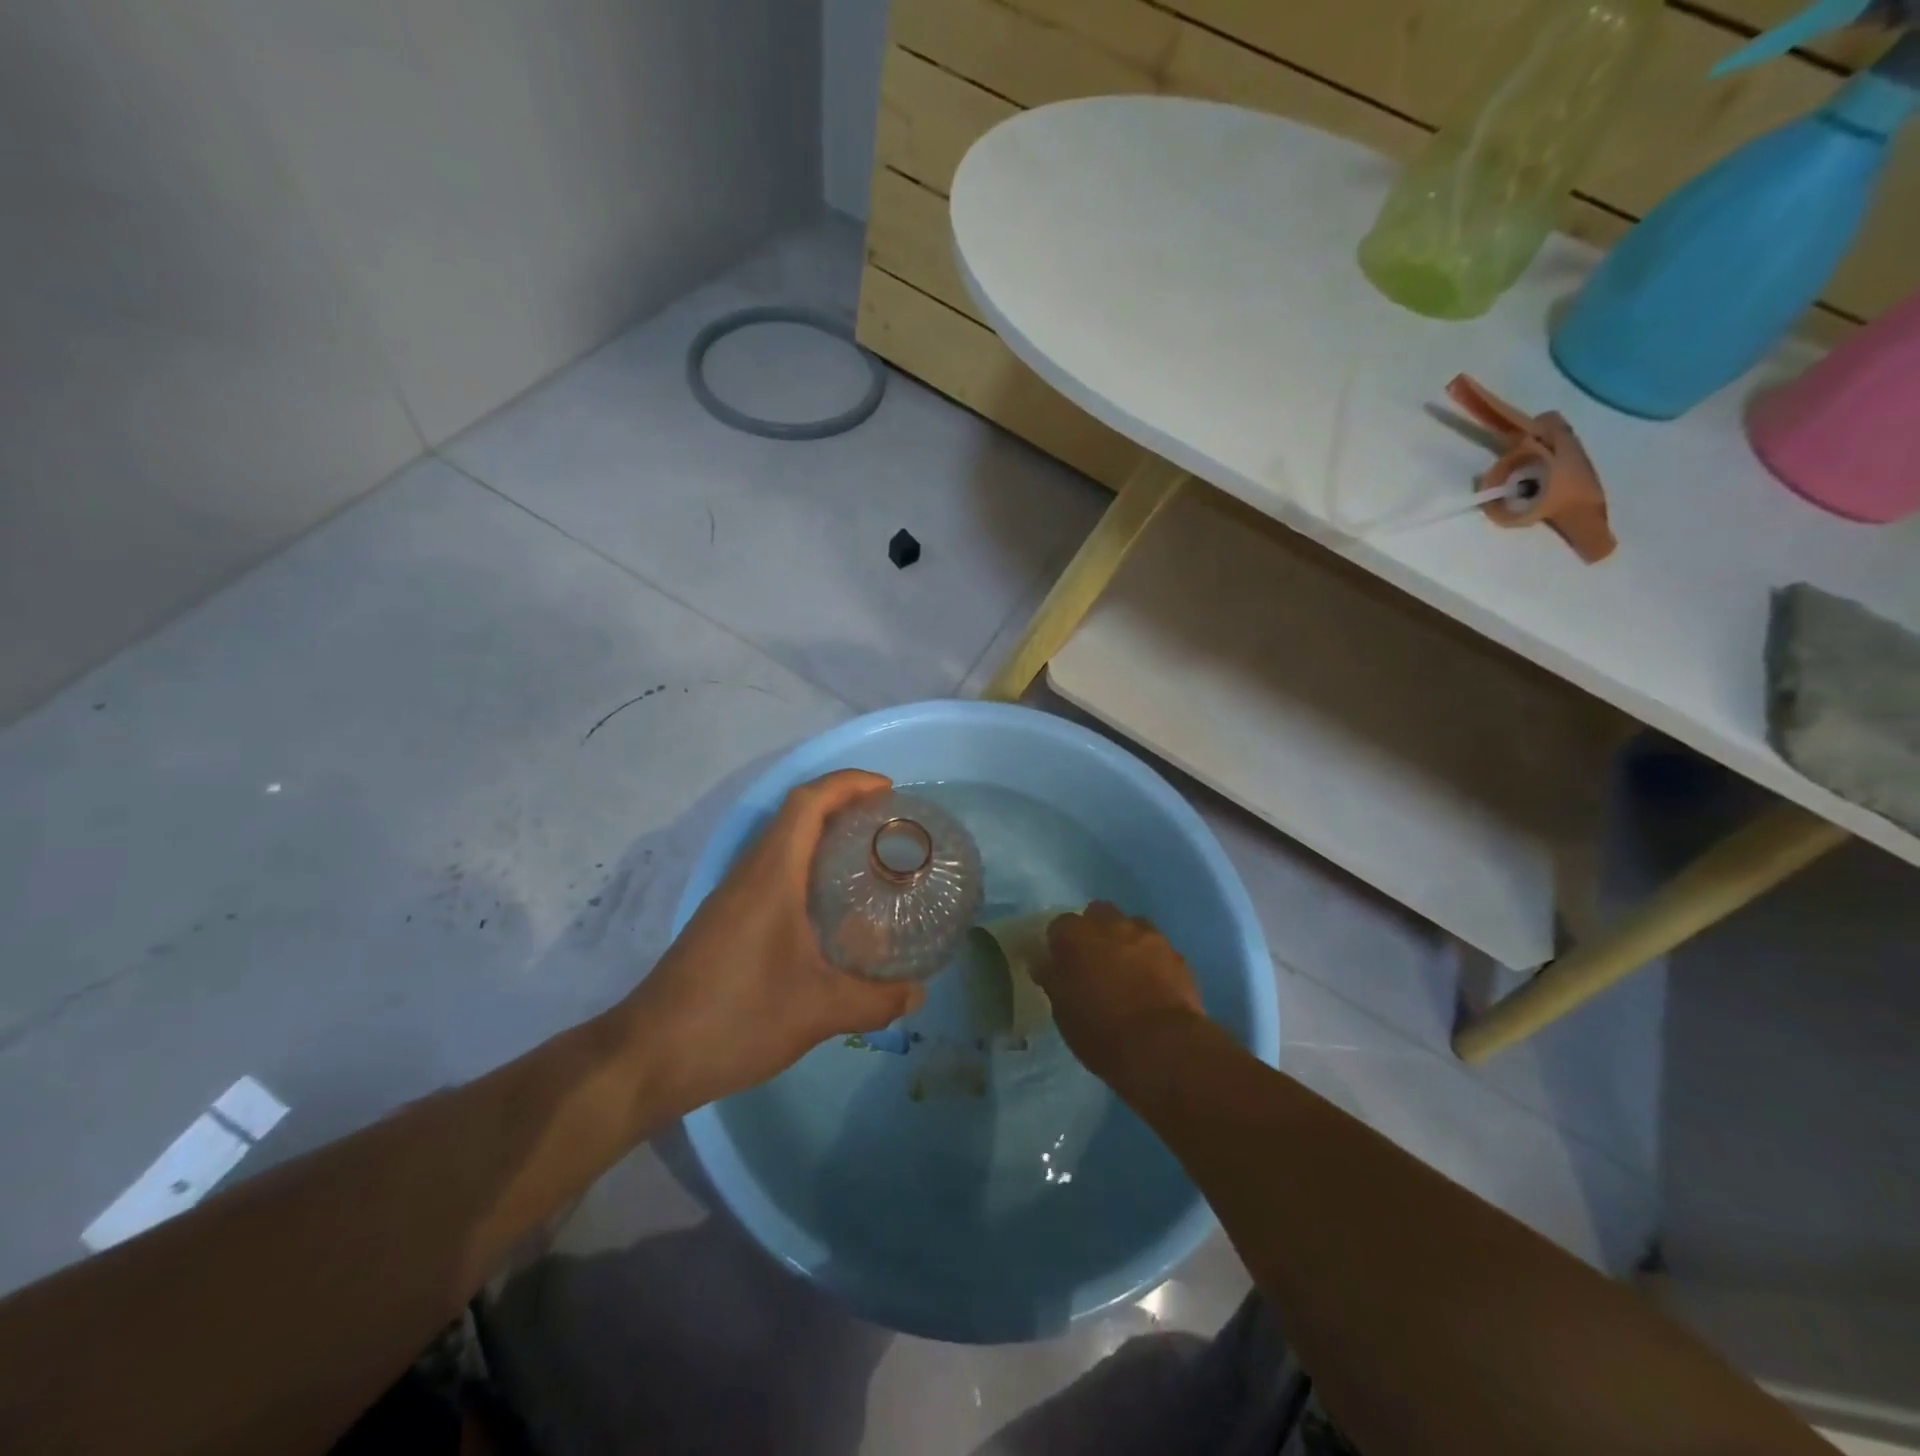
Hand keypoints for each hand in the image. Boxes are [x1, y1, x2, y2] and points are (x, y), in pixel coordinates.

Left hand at [623, 770, 925, 1112]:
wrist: (648, 1056)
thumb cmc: (735, 1018)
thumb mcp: (818, 1011)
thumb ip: (875, 1000)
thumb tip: (919, 993)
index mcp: (771, 875)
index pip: (807, 802)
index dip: (848, 784)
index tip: (888, 790)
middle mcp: (749, 874)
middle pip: (795, 815)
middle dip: (842, 805)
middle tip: (888, 825)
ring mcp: (732, 897)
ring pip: (781, 845)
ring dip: (823, 837)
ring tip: (868, 859)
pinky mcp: (725, 921)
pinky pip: (772, 874)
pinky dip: (806, 869)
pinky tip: (830, 909)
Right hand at [1040, 902, 1205, 1083]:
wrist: (1163, 1047)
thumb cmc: (1100, 1031)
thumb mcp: (1062, 1011)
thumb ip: (1052, 979)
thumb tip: (1044, 964)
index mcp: (1076, 934)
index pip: (1059, 925)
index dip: (1059, 944)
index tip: (1061, 965)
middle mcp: (1112, 924)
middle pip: (1098, 914)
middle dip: (1095, 931)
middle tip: (1093, 962)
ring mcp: (1149, 936)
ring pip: (1132, 926)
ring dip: (1126, 942)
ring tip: (1127, 973)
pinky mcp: (1177, 955)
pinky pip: (1158, 949)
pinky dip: (1152, 961)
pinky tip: (1151, 986)